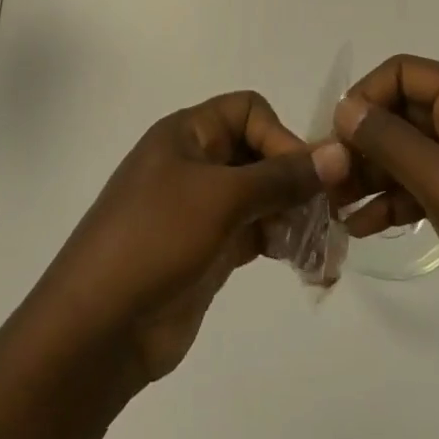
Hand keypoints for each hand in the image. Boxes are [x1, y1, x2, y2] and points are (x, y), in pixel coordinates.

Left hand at [28, 91, 350, 388]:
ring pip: (261, 195)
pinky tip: (303, 261)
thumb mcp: (220, 198)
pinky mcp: (209, 248)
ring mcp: (201, 208)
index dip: (280, 136)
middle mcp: (194, 162)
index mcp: (186, 133)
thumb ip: (281, 176)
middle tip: (328, 213)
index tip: (303, 177)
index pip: (249, 111)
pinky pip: (255, 231)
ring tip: (320, 243)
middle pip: (259, 152)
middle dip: (295, 178)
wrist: (98, 328)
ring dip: (294, 212)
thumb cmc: (155, 240)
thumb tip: (339, 153)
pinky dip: (280, 239)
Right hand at [333, 55, 438, 357]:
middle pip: (407, 115)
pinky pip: (431, 189)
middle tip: (328, 179)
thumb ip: (389, 141)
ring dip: (375, 177)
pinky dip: (399, 203)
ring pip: (415, 155)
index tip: (336, 136)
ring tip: (336, 208)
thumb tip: (346, 107)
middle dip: (365, 143)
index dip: (367, 96)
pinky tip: (365, 228)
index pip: (406, 73)